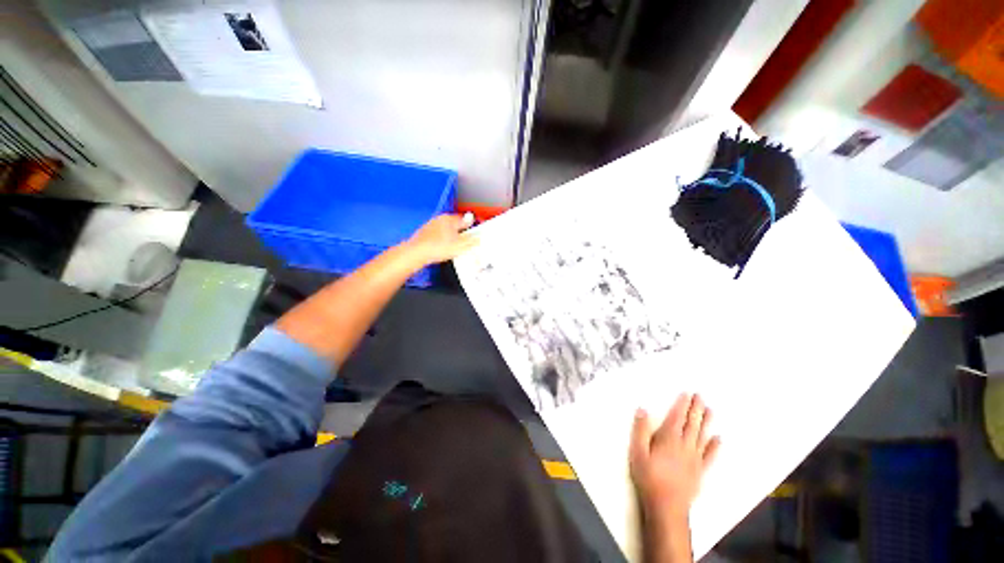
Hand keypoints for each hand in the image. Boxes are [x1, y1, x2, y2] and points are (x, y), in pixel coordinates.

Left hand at [404, 213, 476, 265]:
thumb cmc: (438, 248)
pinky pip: (437, 235)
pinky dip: (441, 239)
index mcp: (450, 219)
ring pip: (446, 229)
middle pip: (455, 224)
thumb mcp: (460, 245)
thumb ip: (471, 238)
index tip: (474, 232)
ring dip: (451, 235)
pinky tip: (442, 248)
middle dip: (461, 231)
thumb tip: (478, 234)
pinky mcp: (424, 233)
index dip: (471, 226)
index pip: (465, 219)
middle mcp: (440, 219)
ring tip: (454, 246)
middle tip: (465, 242)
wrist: (417, 253)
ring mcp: (431, 225)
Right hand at [630, 394, 719, 519]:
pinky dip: (714, 447)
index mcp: (669, 438)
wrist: (666, 505)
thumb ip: (640, 429)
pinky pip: (709, 456)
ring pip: (702, 436)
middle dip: (696, 409)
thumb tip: (642, 409)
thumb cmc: (649, 476)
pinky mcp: (700, 471)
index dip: (682, 404)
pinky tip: (718, 439)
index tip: (687, 394)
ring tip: (710, 410)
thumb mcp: (638, 451)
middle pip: (691, 424)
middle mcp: (684, 445)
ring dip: (706, 422)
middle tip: (701, 396)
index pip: (677, 417)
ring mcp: (694, 458)